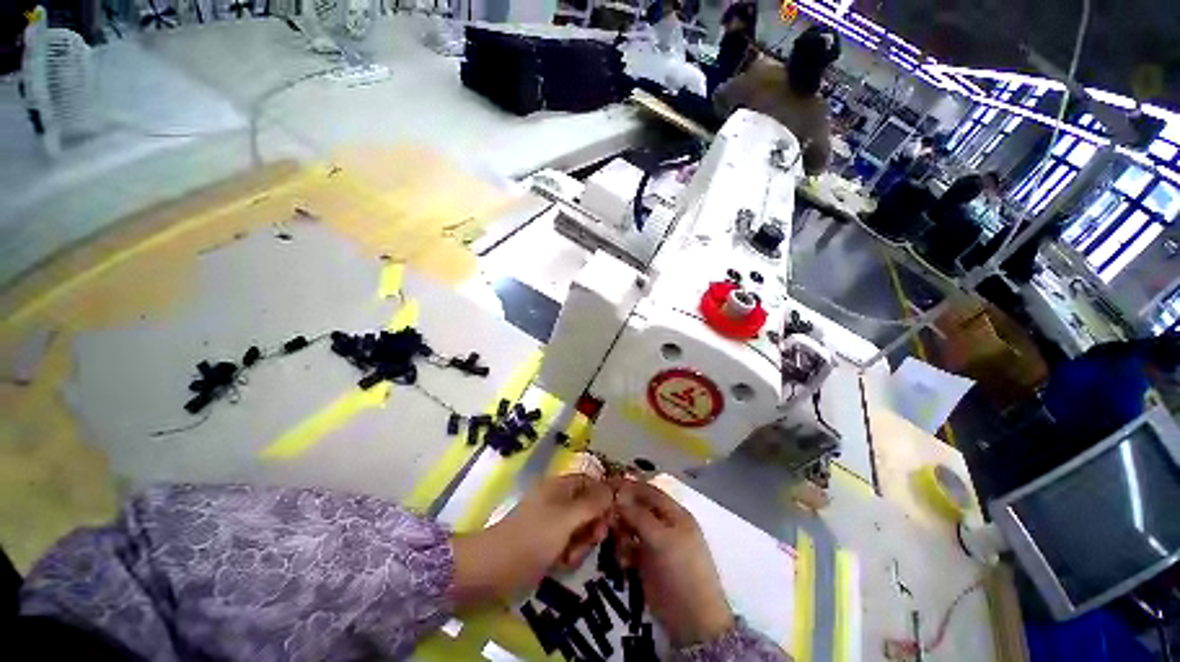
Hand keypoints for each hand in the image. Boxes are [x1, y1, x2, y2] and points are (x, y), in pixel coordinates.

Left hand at [451, 475, 612, 606]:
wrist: (492, 570)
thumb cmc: (532, 539)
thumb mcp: (566, 519)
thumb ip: (592, 504)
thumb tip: (613, 489)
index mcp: (560, 486)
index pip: (591, 482)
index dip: (604, 496)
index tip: (613, 516)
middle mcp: (558, 499)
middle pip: (589, 506)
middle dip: (593, 524)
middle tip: (593, 539)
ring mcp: (552, 521)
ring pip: (581, 527)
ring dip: (582, 543)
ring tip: (570, 556)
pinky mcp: (547, 541)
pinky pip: (569, 542)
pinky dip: (570, 553)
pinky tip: (562, 563)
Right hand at [612, 479, 733, 646]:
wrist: (692, 620)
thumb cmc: (681, 571)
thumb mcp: (661, 539)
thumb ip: (638, 515)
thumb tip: (618, 493)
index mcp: (674, 513)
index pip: (649, 491)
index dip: (630, 486)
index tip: (607, 485)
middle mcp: (664, 524)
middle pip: (638, 508)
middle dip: (622, 512)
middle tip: (607, 519)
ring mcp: (655, 544)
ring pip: (631, 527)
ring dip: (621, 533)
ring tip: (619, 546)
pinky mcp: (646, 563)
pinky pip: (629, 547)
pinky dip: (624, 551)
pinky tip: (624, 563)